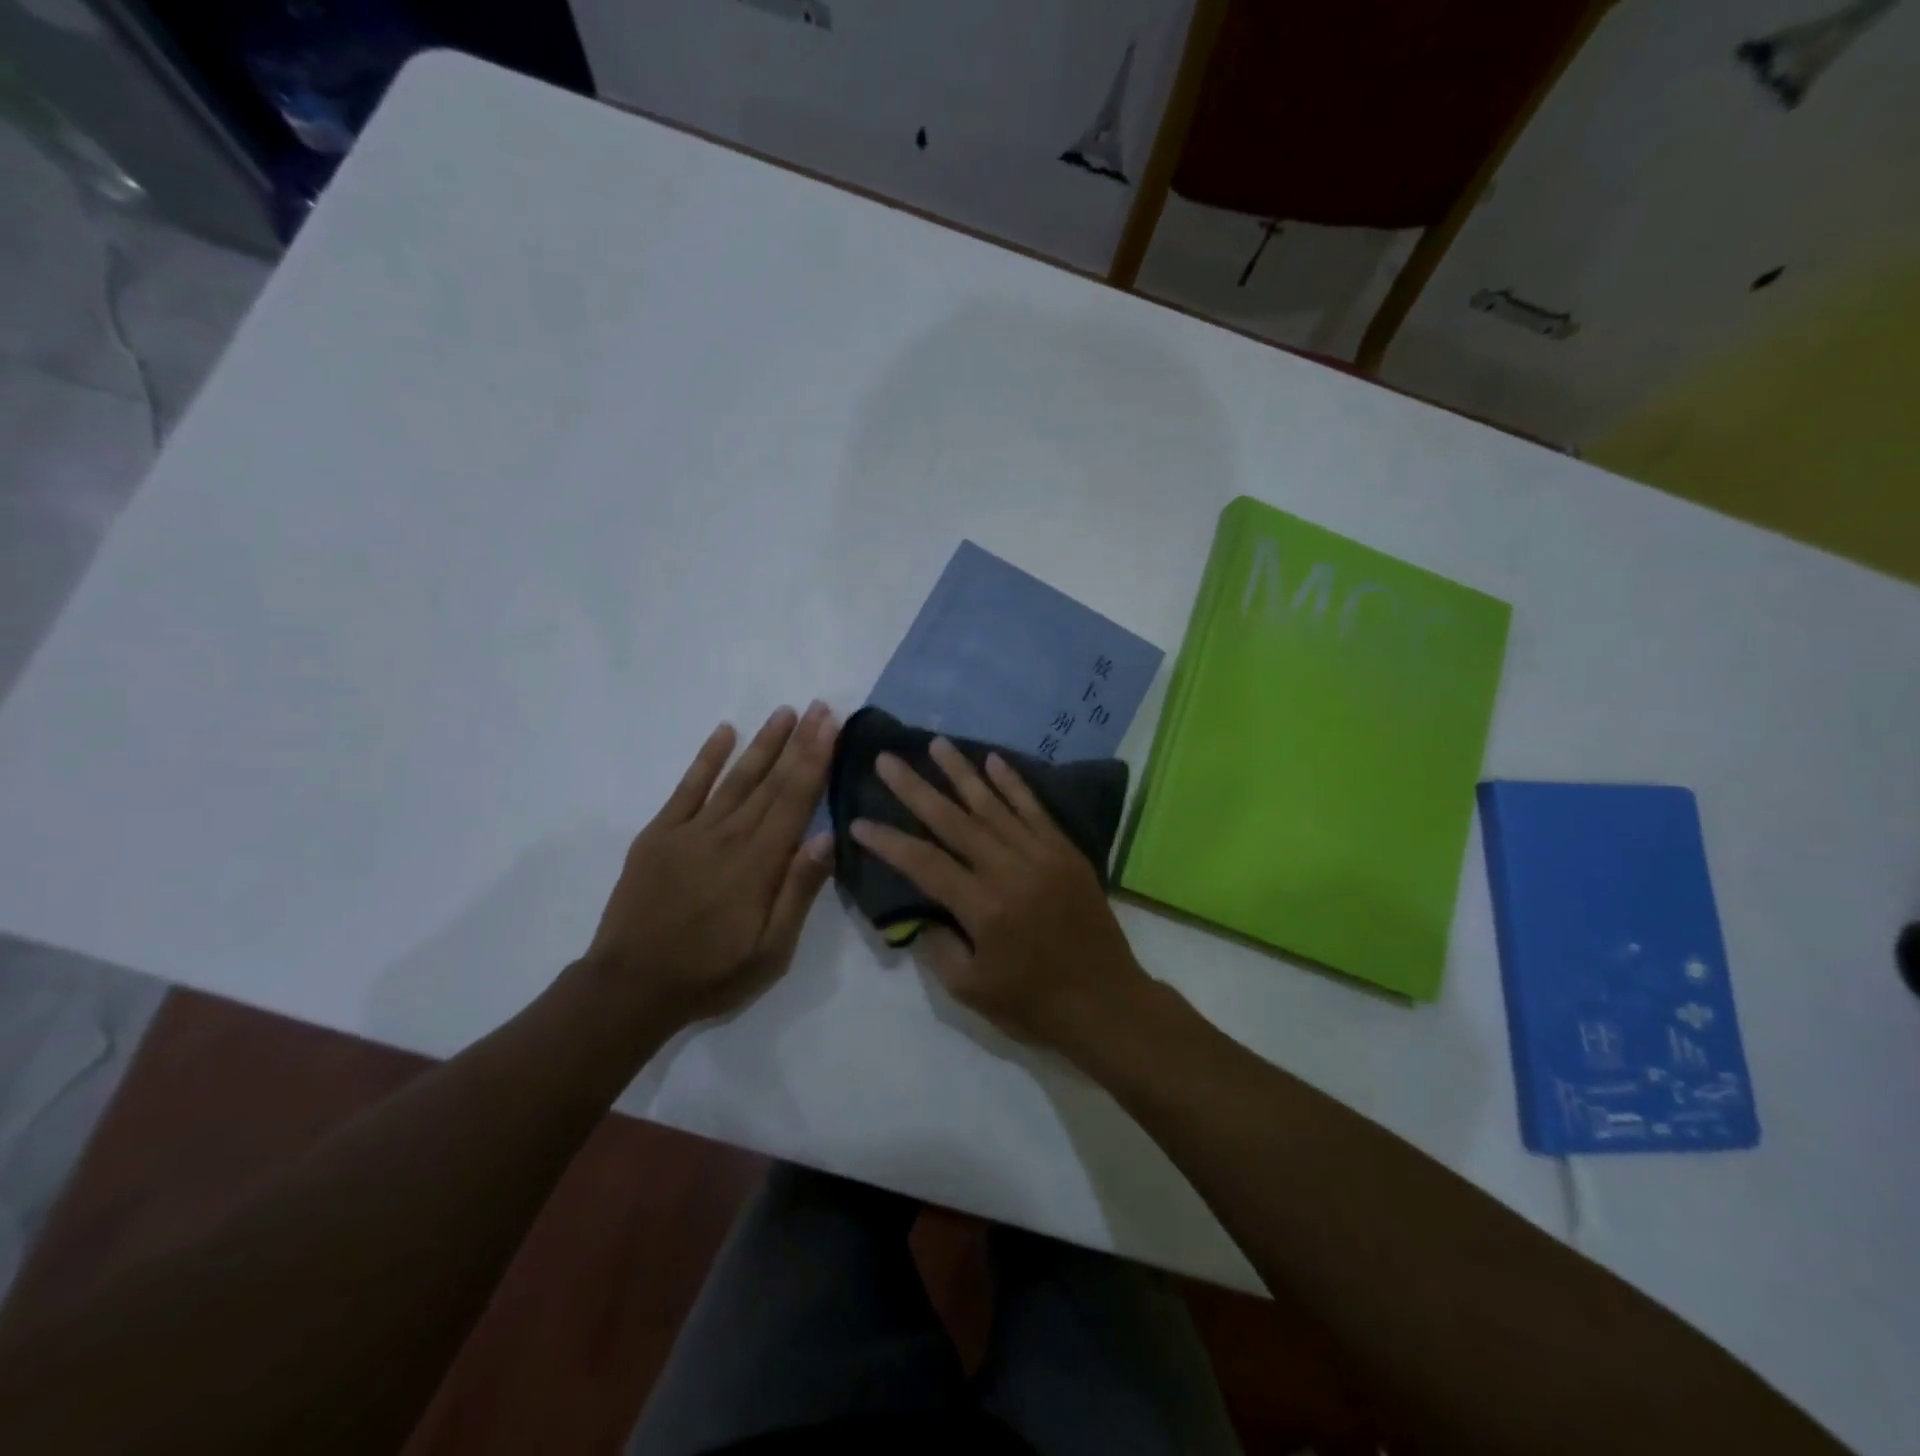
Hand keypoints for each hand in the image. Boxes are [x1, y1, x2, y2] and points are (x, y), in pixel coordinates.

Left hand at [583, 702, 837, 1031]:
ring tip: (784, 712)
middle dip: (799, 741)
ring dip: (763, 743)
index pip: (796, 799)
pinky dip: (706, 758)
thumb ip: (798, 891)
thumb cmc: (711, 973)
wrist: (630, 986)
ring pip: (735, 777)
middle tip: (820, 706)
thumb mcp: (771, 950)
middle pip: (771, 780)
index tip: (833, 724)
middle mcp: (728, 836)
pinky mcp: (659, 835)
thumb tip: (828, 837)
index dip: (817, 759)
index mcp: (759, 863)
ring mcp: (690, 831)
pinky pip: (687, 788)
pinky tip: (724, 732)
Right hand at [850, 737, 1152, 1051]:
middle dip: (916, 789)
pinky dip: (1013, 783)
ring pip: (993, 804)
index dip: (888, 841)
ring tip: (935, 743)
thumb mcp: (970, 990)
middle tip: (887, 759)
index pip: (923, 863)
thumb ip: (937, 946)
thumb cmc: (1033, 1004)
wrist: (1106, 1002)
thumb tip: (921, 911)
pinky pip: (1035, 808)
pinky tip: (993, 759)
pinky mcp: (1065, 851)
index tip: (859, 821)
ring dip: (961, 772)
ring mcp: (1041, 855)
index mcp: (983, 907)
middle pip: (953, 821)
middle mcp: (1009, 870)